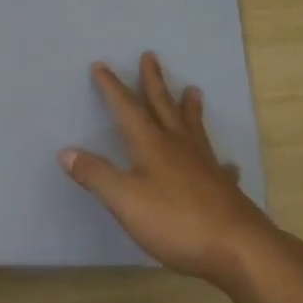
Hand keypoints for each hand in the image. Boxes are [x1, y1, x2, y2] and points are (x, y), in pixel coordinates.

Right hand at [60, 52, 279, 288]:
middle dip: (153, 82)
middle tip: (151, 56)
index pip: (127, 109)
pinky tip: (227, 164)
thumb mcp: (125, 201)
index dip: (112, 88)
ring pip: (193, 127)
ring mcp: (204, 164)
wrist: (236, 246)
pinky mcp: (222, 186)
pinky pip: (219, 166)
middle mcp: (178, 145)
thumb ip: (96, 175)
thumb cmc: (175, 221)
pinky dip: (219, 161)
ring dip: (189, 108)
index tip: (101, 65)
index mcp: (151, 145)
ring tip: (193, 90)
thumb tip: (66, 151)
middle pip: (163, 106)